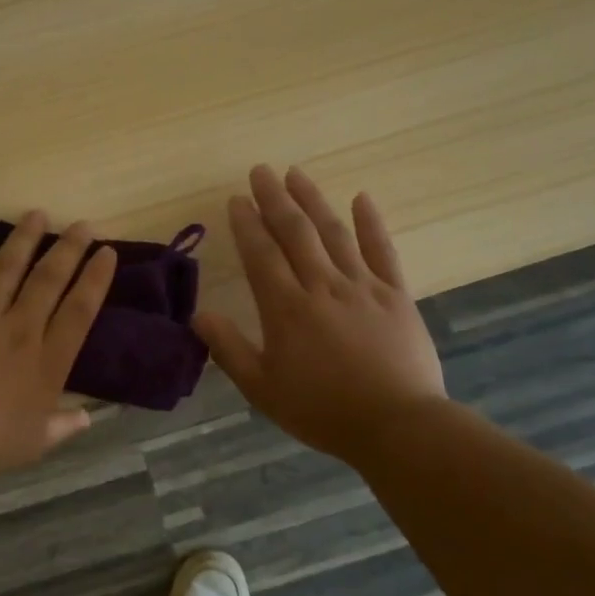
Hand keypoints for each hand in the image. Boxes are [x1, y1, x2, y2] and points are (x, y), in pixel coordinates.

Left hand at [0, 213, 117, 476]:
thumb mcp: (35, 442)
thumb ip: (63, 426)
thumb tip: (87, 419)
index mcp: (47, 361)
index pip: (80, 310)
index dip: (96, 279)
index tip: (107, 252)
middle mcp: (20, 329)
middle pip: (49, 279)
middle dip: (69, 248)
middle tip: (82, 224)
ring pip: (7, 267)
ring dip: (24, 238)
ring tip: (37, 214)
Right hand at [194, 166, 445, 462]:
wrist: (396, 425)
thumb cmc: (321, 410)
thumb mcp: (262, 388)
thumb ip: (229, 349)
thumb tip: (198, 316)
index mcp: (286, 309)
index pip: (261, 255)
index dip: (247, 224)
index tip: (237, 198)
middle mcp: (322, 286)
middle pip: (295, 232)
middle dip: (275, 199)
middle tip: (261, 171)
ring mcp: (363, 286)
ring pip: (334, 233)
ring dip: (313, 200)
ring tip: (296, 174)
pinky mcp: (396, 294)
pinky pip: (382, 250)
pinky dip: (370, 223)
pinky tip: (361, 199)